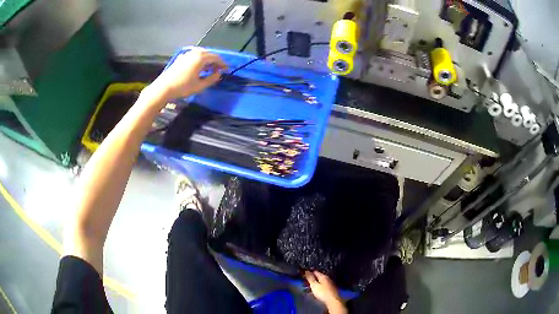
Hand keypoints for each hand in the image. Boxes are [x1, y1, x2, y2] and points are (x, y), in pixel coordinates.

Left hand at [151, 48, 227, 100]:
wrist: (163, 88)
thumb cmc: (183, 87)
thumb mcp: (200, 86)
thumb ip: (212, 79)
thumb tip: (219, 74)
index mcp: (201, 58)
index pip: (216, 57)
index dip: (222, 63)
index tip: (226, 69)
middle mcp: (194, 53)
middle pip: (209, 54)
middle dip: (215, 61)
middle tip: (219, 69)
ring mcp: (186, 54)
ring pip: (201, 53)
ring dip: (207, 60)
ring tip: (209, 68)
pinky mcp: (181, 58)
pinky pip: (194, 55)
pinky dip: (199, 59)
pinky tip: (199, 67)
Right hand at [304, 271, 346, 313]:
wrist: (333, 301)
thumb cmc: (322, 292)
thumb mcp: (314, 285)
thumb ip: (310, 278)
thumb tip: (307, 271)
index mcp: (323, 277)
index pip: (316, 272)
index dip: (310, 272)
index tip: (304, 274)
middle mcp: (328, 279)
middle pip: (319, 277)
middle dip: (313, 278)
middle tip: (306, 280)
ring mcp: (330, 284)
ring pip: (321, 282)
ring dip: (316, 283)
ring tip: (310, 286)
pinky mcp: (331, 290)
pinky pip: (323, 286)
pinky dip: (319, 287)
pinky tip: (317, 290)